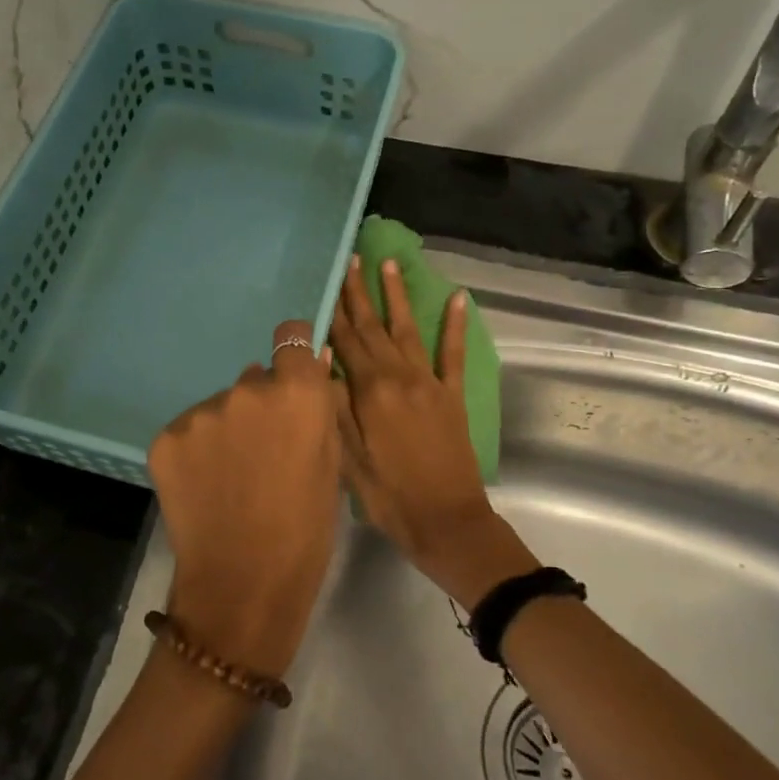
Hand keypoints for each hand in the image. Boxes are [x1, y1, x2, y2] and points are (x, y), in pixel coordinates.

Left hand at [147, 320, 341, 678]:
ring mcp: (200, 414)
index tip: (294, 377)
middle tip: (264, 452)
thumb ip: (321, 410)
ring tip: (232, 477)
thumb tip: (315, 362)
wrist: (242, 586)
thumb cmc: (305, 531)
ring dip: (228, 429)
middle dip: (262, 405)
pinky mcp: (166, 438)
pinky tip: (206, 486)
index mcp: (295, 395)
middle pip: (254, 380)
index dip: (295, 354)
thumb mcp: (331, 467)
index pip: (292, 339)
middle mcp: (244, 390)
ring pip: (221, 408)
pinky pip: (190, 431)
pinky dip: (198, 451)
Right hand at [330, 255, 536, 610]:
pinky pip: (453, 353)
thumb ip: (334, 405)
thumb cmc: (388, 495)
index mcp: (369, 391)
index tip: (328, 278)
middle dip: (360, 292)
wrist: (446, 521)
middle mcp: (399, 376)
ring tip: (389, 264)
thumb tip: (321, 360)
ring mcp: (429, 383)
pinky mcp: (453, 395)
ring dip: (398, 296)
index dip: (335, 309)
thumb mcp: (346, 457)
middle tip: (352, 258)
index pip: (346, 341)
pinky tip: (457, 298)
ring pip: (409, 330)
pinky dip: (455, 325)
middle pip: (374, 327)